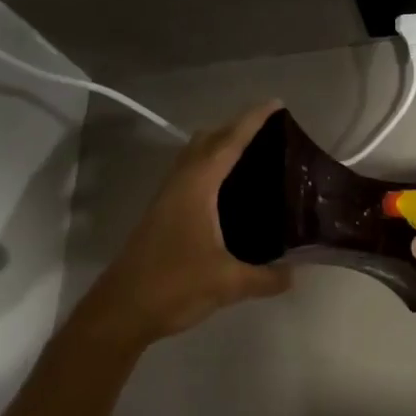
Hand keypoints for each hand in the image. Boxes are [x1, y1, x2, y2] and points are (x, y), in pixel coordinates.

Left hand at [88, 101, 293, 342]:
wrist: (121, 310)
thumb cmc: (174, 286)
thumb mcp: (228, 283)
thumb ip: (266, 277)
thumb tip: (295, 274)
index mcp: (197, 187)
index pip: (229, 142)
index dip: (253, 121)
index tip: (276, 104)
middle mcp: (180, 183)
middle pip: (208, 140)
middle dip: (236, 128)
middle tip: (270, 135)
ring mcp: (167, 198)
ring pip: (195, 156)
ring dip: (220, 147)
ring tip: (254, 158)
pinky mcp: (162, 214)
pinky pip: (190, 175)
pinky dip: (211, 168)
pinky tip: (228, 193)